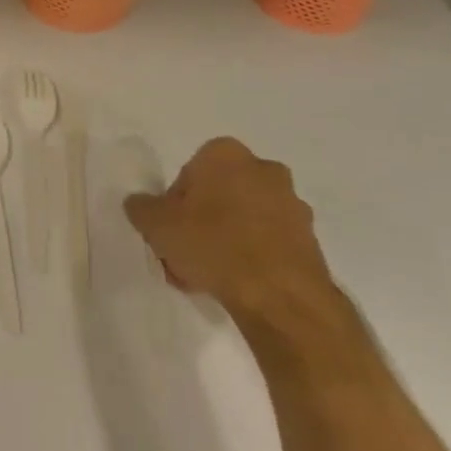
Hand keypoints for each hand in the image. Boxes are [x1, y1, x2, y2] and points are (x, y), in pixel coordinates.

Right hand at [123, 137, 338, 326]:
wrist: (280, 296)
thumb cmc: (213, 244)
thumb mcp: (156, 224)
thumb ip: (142, 208)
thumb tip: (140, 204)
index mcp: (225, 154)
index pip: (188, 173)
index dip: (174, 204)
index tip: (170, 231)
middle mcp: (264, 169)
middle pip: (217, 195)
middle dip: (200, 221)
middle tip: (185, 254)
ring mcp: (292, 204)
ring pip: (243, 219)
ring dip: (225, 240)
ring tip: (208, 277)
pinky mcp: (310, 239)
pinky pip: (268, 242)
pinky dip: (251, 257)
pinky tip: (236, 284)